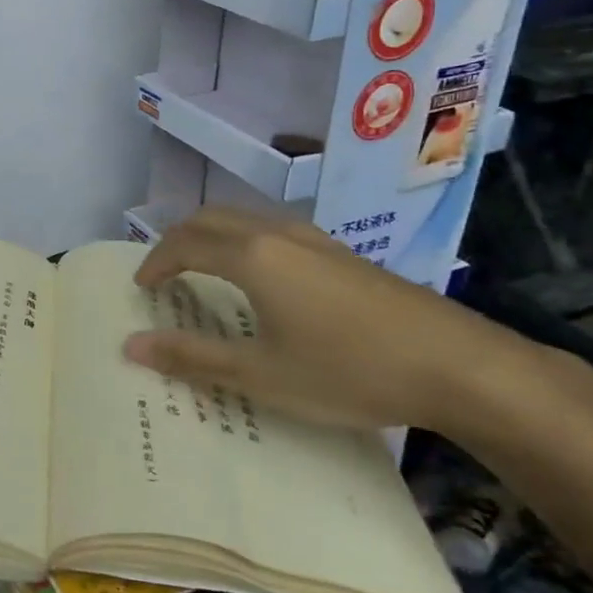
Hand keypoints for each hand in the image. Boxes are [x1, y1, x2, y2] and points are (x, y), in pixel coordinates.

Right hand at [123, 206, 550, 438]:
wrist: (460, 366)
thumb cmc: (350, 371)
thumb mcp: (263, 374)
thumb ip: (193, 358)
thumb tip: (131, 346)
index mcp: (252, 257)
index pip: (184, 244)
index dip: (155, 262)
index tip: (141, 287)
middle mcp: (278, 235)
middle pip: (211, 218)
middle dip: (178, 239)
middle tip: (164, 273)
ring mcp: (317, 240)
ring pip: (246, 220)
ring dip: (213, 237)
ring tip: (204, 272)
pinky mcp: (344, 255)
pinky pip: (275, 231)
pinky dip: (245, 244)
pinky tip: (264, 281)